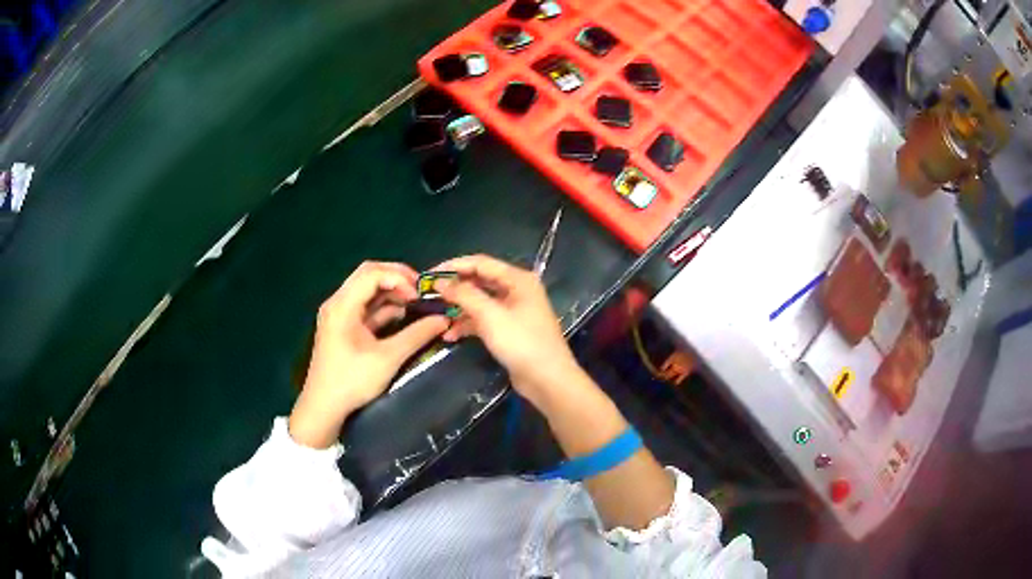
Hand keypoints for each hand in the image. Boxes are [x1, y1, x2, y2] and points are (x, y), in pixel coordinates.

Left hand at [289, 262, 448, 447]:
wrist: (323, 407)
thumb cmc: (352, 381)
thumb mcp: (388, 358)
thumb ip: (417, 335)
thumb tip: (443, 319)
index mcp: (343, 305)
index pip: (372, 273)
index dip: (399, 278)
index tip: (420, 295)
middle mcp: (337, 302)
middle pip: (368, 275)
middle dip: (397, 279)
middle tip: (421, 291)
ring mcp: (338, 314)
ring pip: (367, 290)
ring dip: (391, 292)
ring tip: (416, 303)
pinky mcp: (342, 326)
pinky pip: (364, 306)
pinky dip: (383, 306)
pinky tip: (402, 315)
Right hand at [434, 254, 582, 407]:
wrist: (548, 379)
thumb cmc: (521, 342)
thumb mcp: (490, 316)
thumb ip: (464, 295)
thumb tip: (440, 281)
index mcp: (517, 279)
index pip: (480, 263)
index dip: (453, 266)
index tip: (429, 275)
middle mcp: (516, 290)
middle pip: (479, 281)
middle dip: (455, 289)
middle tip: (430, 295)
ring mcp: (514, 311)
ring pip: (480, 302)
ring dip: (459, 309)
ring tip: (437, 318)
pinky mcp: (509, 330)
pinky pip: (484, 320)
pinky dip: (468, 325)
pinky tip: (450, 336)